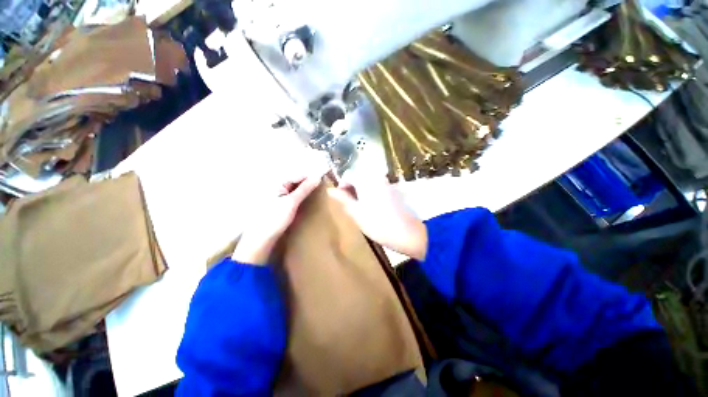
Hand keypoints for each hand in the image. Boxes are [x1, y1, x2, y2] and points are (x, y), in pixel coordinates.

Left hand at [233, 172, 324, 264]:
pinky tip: (307, 202)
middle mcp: (276, 187)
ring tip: (317, 194)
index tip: (324, 181)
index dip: (310, 177)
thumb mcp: (292, 202)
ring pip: (295, 190)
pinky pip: (293, 197)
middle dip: (308, 184)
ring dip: (305, 191)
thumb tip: (318, 177)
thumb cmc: (275, 218)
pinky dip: (301, 198)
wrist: (261, 239)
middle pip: (296, 182)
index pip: (298, 175)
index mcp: (276, 183)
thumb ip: (305, 189)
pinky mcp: (280, 205)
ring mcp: (277, 196)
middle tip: (322, 188)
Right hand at [329, 175, 427, 260]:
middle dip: (351, 188)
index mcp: (366, 180)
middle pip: (358, 176)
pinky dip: (370, 193)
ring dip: (360, 191)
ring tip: (359, 207)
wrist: (408, 233)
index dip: (341, 185)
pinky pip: (376, 186)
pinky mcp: (393, 190)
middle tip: (349, 204)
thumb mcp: (356, 213)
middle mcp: (376, 177)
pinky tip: (371, 207)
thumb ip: (343, 199)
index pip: (348, 174)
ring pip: (367, 182)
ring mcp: (386, 183)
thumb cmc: (378, 224)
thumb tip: (331, 190)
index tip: (340, 199)